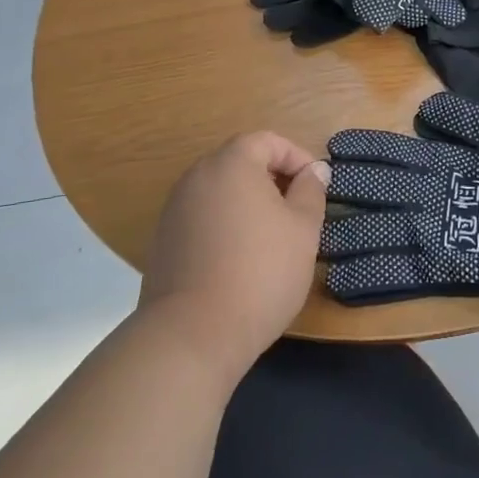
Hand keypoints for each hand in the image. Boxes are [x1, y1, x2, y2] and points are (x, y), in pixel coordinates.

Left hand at [138, 133, 329, 382]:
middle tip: (297, 213)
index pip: (268, 141)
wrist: (191, 336)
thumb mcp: (303, 230)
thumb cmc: (259, 273)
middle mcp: (197, 176)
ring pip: (221, 192)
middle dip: (273, 181)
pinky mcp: (162, 241)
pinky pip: (202, 218)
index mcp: (231, 163)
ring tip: (271, 239)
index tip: (316, 188)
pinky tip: (239, 261)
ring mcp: (174, 209)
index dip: (297, 158)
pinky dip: (225, 227)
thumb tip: (314, 170)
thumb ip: (311, 191)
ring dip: (248, 205)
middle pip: (241, 163)